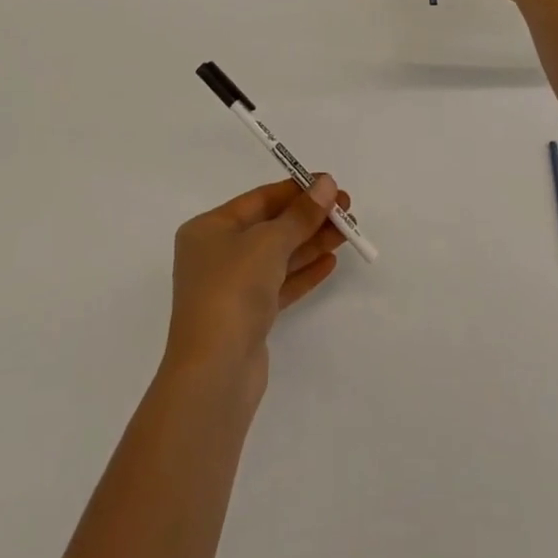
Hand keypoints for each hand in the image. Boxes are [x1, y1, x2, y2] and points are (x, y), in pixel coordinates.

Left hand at [163, 177, 351, 398]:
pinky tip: (330, 262)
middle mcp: (216, 254)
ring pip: (278, 256)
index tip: (331, 185)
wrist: (214, 373)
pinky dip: (303, 272)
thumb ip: (301, 214)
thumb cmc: (233, 290)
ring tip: (348, 232)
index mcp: (209, 229)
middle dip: (309, 217)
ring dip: (312, 242)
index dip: (297, 190)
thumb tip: (327, 184)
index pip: (260, 199)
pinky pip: (280, 285)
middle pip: (270, 227)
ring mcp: (232, 288)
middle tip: (347, 210)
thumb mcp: (269, 242)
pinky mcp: (247, 318)